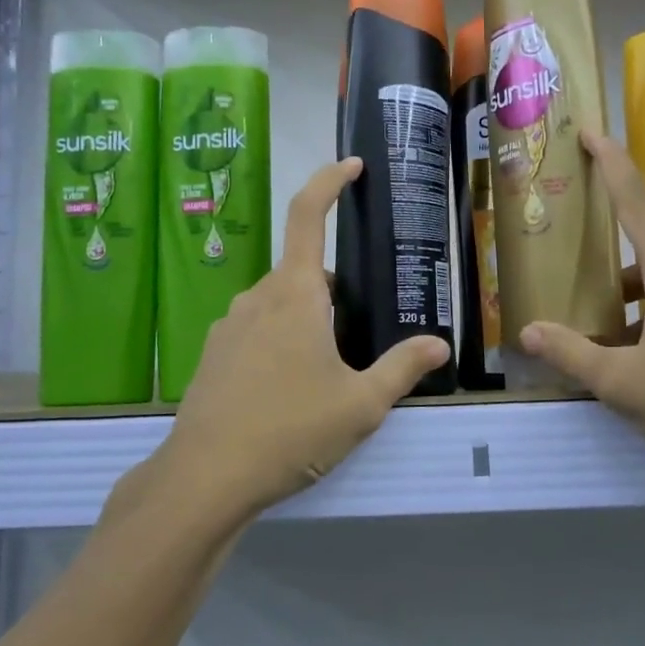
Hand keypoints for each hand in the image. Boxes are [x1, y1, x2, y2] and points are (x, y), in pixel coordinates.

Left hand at [146, 157, 449, 526]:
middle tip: (363, 332)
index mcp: (295, 294)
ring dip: (308, 320)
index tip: (352, 167)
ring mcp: (228, 327)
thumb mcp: (360, 403)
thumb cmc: (290, 430)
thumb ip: (402, 368)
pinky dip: (280, 342)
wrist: (205, 479)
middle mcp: (257, 298)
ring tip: (330, 371)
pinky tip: (290, 392)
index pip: (308, 215)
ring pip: (279, 305)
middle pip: (304, 273)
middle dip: (336, 291)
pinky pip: (256, 332)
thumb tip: (439, 344)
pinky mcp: (213, 356)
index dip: (330, 182)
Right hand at [519, 131, 644, 503]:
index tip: (591, 130)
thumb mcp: (624, 383)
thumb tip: (528, 331)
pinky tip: (641, 370)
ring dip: (630, 308)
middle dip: (607, 269)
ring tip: (598, 344)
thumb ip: (573, 354)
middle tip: (572, 282)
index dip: (611, 164)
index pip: (636, 202)